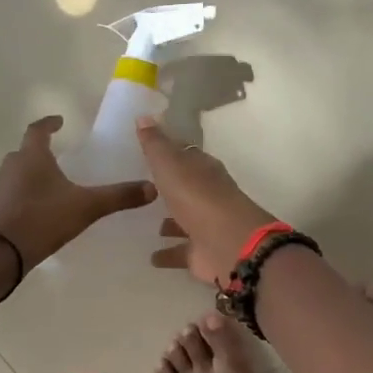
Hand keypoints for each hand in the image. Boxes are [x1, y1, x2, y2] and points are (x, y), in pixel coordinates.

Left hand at [0, 115, 156, 269]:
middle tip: (56, 152)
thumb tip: (152, 187)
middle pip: (24, 150)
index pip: (37, 130)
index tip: (59, 121)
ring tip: (50, 179)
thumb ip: (118, 196)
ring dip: (31, 171)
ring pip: (16, 171)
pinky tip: (39, 206)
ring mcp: (1, 188)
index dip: (49, 123)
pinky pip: (12, 192)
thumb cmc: (42, 219)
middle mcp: (13, 167)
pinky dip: (25, 192)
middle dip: (40, 149)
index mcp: (32, 156)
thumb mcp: (86, 207)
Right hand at [134, 116, 275, 285]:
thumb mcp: (171, 164)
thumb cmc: (198, 197)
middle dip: (169, 188)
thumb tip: (143, 115)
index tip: (149, 151)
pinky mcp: (203, 254)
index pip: (185, 155)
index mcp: (203, 169)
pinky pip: (181, 251)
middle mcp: (207, 194)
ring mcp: (207, 225)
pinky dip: (168, 253)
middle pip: (185, 187)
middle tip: (144, 188)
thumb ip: (156, 144)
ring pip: (184, 220)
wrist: (229, 244)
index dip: (169, 151)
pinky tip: (151, 257)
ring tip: (147, 223)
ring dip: (170, 221)